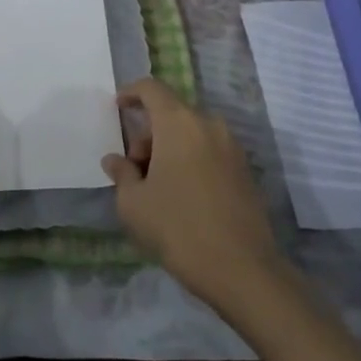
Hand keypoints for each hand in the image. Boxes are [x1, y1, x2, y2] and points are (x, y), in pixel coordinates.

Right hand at [102, 78, 284, 311]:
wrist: (244, 271)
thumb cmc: (179, 228)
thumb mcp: (134, 204)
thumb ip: (121, 174)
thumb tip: (115, 160)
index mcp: (179, 122)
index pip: (152, 89)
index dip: (131, 93)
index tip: (117, 108)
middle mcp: (208, 125)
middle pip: (171, 114)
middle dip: (148, 135)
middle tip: (135, 171)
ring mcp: (231, 147)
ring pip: (191, 134)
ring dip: (170, 149)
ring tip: (157, 188)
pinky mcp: (245, 171)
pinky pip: (209, 152)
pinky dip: (191, 161)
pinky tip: (183, 197)